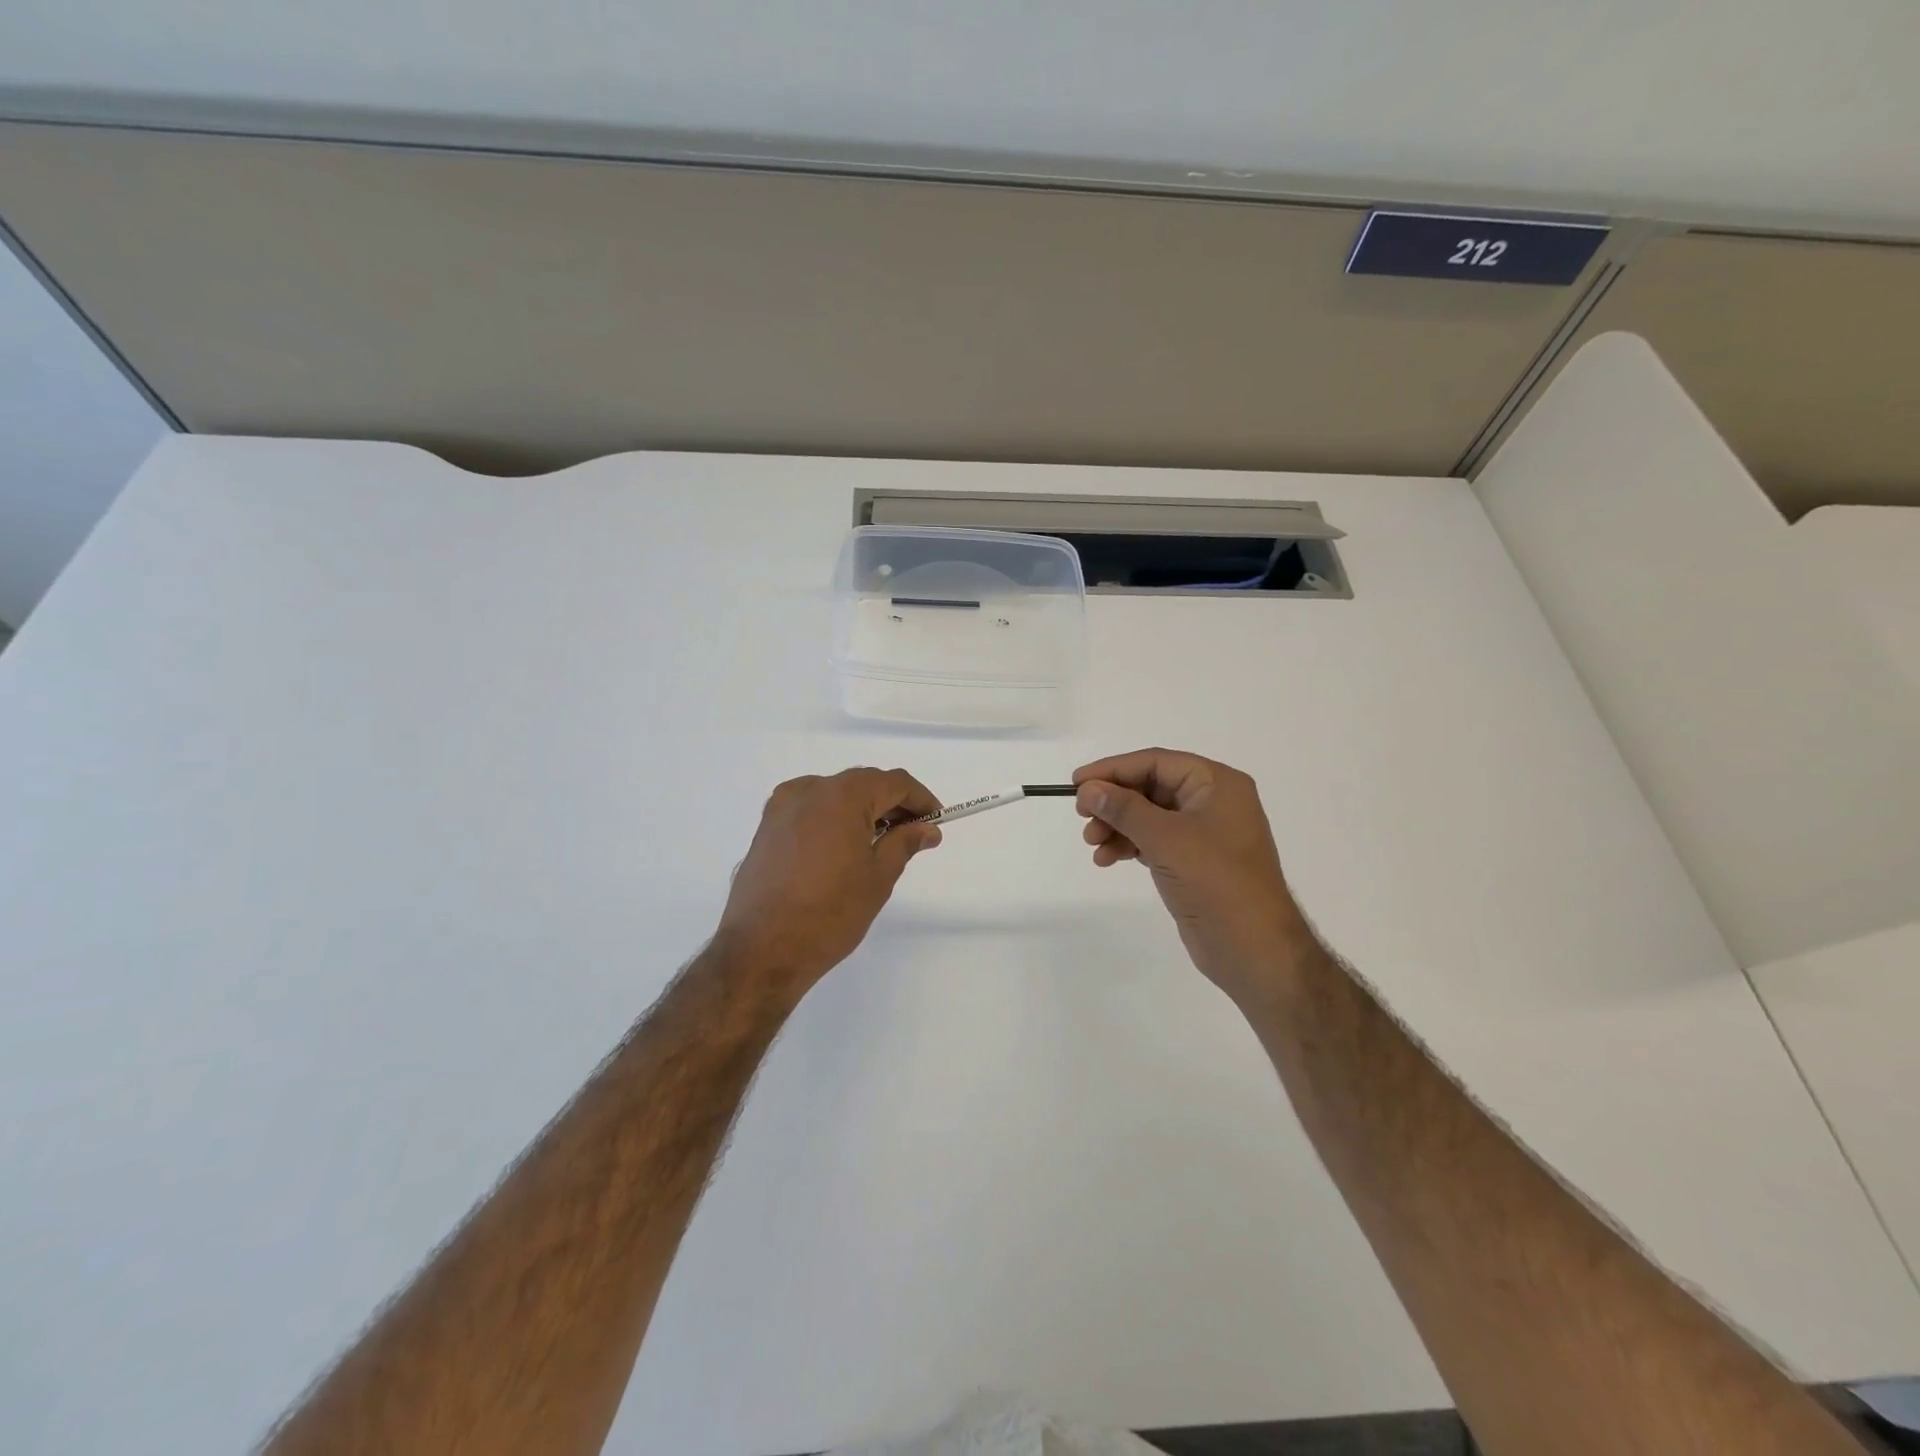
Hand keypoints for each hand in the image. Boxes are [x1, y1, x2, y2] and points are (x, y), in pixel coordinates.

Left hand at [714, 768, 941, 995]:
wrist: (762, 950)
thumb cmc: (830, 913)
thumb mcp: (878, 877)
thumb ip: (904, 843)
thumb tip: (927, 829)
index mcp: (842, 796)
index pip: (893, 782)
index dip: (920, 798)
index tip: (936, 821)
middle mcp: (809, 790)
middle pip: (862, 784)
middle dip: (891, 803)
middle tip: (913, 833)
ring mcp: (782, 807)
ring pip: (834, 795)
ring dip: (861, 810)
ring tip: (879, 843)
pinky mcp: (767, 827)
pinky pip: (810, 810)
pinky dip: (833, 819)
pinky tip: (842, 849)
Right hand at [1074, 748, 1312, 1001]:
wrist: (1253, 949)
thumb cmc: (1215, 881)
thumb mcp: (1165, 838)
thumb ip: (1123, 808)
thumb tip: (1088, 788)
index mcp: (1216, 783)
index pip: (1156, 762)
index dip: (1113, 769)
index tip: (1076, 783)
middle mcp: (1212, 801)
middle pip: (1150, 787)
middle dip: (1113, 802)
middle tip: (1082, 816)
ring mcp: (1204, 833)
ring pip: (1148, 816)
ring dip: (1117, 826)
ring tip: (1092, 845)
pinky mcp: (1194, 861)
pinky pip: (1154, 840)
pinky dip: (1129, 845)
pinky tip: (1107, 859)